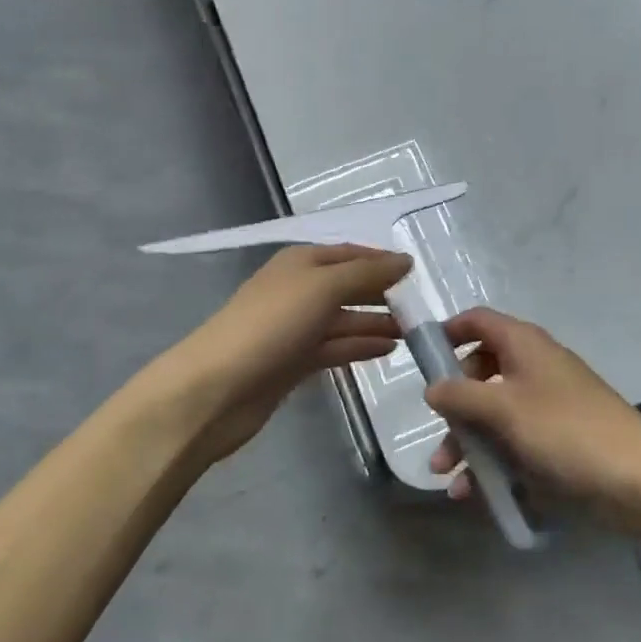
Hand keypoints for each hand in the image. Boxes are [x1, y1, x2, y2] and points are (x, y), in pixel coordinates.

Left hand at [158, 245, 411, 462]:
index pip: (350, 253)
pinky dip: (360, 346)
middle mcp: (298, 289)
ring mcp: (295, 327)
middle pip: (348, 285)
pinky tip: (388, 349)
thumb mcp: (323, 287)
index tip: (417, 272)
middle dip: (382, 293)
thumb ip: (367, 272)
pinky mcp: (294, 362)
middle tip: (423, 307)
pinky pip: (335, 347)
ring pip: (344, 319)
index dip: (381, 260)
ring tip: (414, 332)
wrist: (217, 388)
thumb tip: (405, 260)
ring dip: (375, 322)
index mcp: (301, 262)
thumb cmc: (272, 324)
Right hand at [426, 308, 640, 516]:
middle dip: (454, 406)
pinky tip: (477, 495)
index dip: (449, 333)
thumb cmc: (566, 431)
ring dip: (469, 444)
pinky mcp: (559, 440)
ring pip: (495, 415)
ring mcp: (548, 405)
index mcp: (523, 344)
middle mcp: (534, 367)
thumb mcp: (503, 409)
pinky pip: (515, 444)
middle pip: (481, 372)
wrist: (640, 481)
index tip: (422, 358)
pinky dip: (495, 464)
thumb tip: (433, 387)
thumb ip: (461, 395)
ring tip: (449, 480)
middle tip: (437, 434)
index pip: (478, 321)